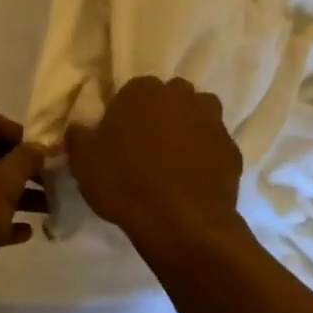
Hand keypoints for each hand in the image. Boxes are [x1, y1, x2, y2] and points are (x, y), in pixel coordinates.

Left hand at [0, 112, 46, 312]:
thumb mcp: (2, 185)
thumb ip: (24, 159)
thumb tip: (37, 145)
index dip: (21, 133)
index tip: (43, 155)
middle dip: (22, 167)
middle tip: (51, 183)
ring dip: (17, 195)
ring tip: (47, 210)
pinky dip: (0, 220)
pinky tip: (23, 234)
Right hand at [65, 76, 242, 254]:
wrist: (180, 222)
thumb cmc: (124, 181)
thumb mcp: (83, 160)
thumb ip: (79, 136)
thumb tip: (79, 129)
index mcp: (143, 90)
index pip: (133, 91)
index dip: (126, 114)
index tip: (119, 138)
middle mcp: (181, 97)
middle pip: (171, 98)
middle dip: (162, 115)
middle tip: (146, 147)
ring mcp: (212, 122)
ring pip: (199, 117)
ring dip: (189, 130)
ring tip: (173, 161)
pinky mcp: (233, 151)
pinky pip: (215, 147)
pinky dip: (206, 157)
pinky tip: (193, 181)